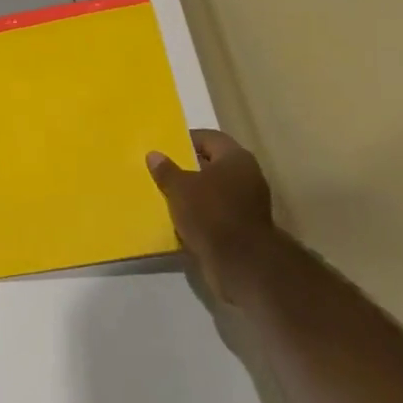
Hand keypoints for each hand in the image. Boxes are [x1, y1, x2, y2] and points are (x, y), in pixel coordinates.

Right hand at [147, 129, 280, 303]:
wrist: (241, 263)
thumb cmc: (210, 213)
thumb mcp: (180, 188)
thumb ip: (166, 170)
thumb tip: (154, 154)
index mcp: (236, 158)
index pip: (209, 138)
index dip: (186, 140)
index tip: (165, 148)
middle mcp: (247, 176)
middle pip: (212, 165)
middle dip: (188, 168)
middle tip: (162, 171)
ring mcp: (248, 203)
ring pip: (214, 191)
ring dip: (194, 194)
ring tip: (167, 195)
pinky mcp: (244, 227)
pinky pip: (217, 213)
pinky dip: (201, 214)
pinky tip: (180, 219)